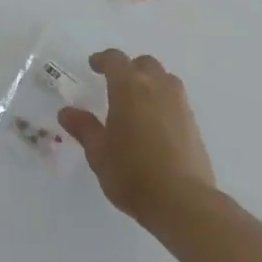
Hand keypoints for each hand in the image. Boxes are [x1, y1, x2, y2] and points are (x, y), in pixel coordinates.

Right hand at [60, 50, 215, 222]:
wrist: (182, 202)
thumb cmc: (132, 173)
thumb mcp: (99, 153)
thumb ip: (84, 128)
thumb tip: (67, 112)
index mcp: (129, 87)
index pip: (115, 59)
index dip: (103, 59)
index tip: (93, 65)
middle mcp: (157, 87)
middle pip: (144, 63)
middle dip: (130, 68)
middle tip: (116, 84)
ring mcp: (179, 104)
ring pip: (165, 79)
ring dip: (151, 82)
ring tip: (139, 102)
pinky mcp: (194, 124)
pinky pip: (176, 101)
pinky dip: (164, 102)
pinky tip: (156, 124)